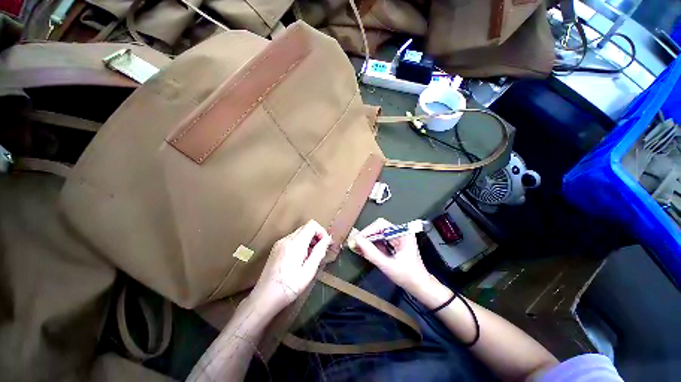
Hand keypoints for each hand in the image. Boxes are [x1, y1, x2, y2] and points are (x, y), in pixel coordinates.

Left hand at [249, 220, 331, 315]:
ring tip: (310, 257)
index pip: (312, 224)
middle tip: (319, 252)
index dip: (321, 231)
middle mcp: (286, 239)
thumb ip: (319, 252)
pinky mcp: (276, 248)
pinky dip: (301, 244)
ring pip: (299, 233)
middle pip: (306, 227)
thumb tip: (328, 239)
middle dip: (316, 236)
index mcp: (295, 243)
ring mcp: (280, 243)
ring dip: (309, 240)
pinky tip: (300, 259)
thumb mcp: (309, 271)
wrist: (264, 298)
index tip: (325, 244)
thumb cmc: (289, 287)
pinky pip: (292, 239)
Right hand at [353, 218, 436, 296]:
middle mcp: (400, 232)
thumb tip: (357, 240)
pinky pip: (380, 240)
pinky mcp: (395, 243)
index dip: (367, 231)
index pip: (381, 225)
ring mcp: (398, 237)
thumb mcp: (388, 266)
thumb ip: (371, 253)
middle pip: (378, 228)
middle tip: (356, 245)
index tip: (357, 240)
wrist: (421, 287)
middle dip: (367, 236)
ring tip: (358, 248)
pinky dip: (372, 245)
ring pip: (378, 234)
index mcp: (403, 234)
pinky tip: (364, 250)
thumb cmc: (408, 277)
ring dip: (368, 241)